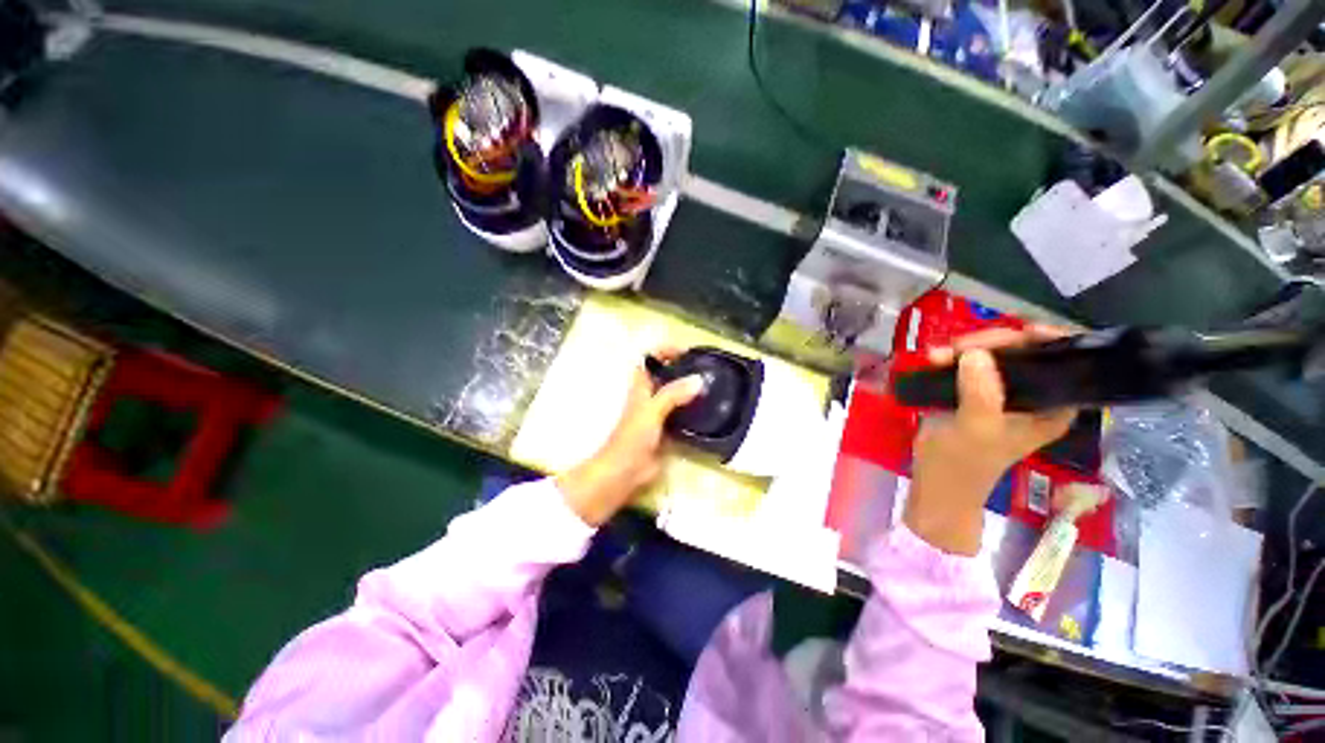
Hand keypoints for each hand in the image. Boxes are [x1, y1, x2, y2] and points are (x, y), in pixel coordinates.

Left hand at [557, 348, 705, 526]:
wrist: (625, 471)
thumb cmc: (632, 438)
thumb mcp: (652, 411)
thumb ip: (673, 394)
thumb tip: (699, 380)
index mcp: (641, 386)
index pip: (650, 359)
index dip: (665, 350)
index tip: (687, 351)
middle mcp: (649, 396)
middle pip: (666, 375)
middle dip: (683, 368)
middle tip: (706, 368)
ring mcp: (658, 413)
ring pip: (675, 394)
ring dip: (689, 389)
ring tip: (712, 385)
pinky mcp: (667, 429)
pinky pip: (682, 414)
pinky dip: (693, 409)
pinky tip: (708, 410)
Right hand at [905, 327, 1077, 554]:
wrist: (935, 480)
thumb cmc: (963, 462)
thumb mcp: (976, 430)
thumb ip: (981, 394)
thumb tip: (975, 354)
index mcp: (1053, 406)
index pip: (1066, 361)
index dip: (1050, 340)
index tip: (1020, 331)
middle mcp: (1034, 394)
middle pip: (1026, 350)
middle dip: (993, 344)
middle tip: (958, 347)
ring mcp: (1003, 391)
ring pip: (995, 353)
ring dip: (965, 349)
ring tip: (935, 356)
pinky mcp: (975, 390)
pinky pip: (970, 362)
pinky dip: (952, 357)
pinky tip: (933, 359)